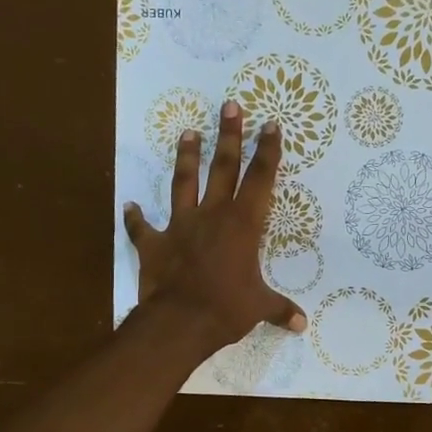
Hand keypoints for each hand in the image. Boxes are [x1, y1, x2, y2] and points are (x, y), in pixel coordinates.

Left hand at [122, 99, 306, 354]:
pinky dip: (135, 217)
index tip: (270, 125)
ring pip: (183, 184)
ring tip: (187, 132)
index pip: (260, 180)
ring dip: (186, 158)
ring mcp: (180, 226)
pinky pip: (142, 228)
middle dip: (229, 136)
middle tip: (230, 105)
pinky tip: (130, 205)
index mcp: (242, 225)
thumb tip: (301, 325)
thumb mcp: (259, 307)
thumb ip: (279, 309)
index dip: (267, 152)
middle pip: (222, 168)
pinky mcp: (154, 244)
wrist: (180, 321)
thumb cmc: (227, 308)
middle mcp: (212, 216)